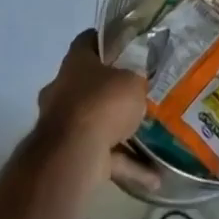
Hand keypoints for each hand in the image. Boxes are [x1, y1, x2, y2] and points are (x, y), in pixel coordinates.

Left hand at [36, 29, 158, 192]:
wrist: (72, 154)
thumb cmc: (101, 102)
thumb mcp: (132, 81)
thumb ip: (135, 81)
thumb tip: (137, 85)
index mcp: (75, 62)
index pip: (88, 41)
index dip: (108, 41)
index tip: (128, 46)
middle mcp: (64, 90)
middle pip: (91, 84)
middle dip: (113, 92)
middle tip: (140, 94)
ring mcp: (64, 125)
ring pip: (97, 123)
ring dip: (122, 133)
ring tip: (154, 139)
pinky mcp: (70, 155)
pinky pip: (104, 157)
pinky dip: (127, 166)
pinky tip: (154, 177)